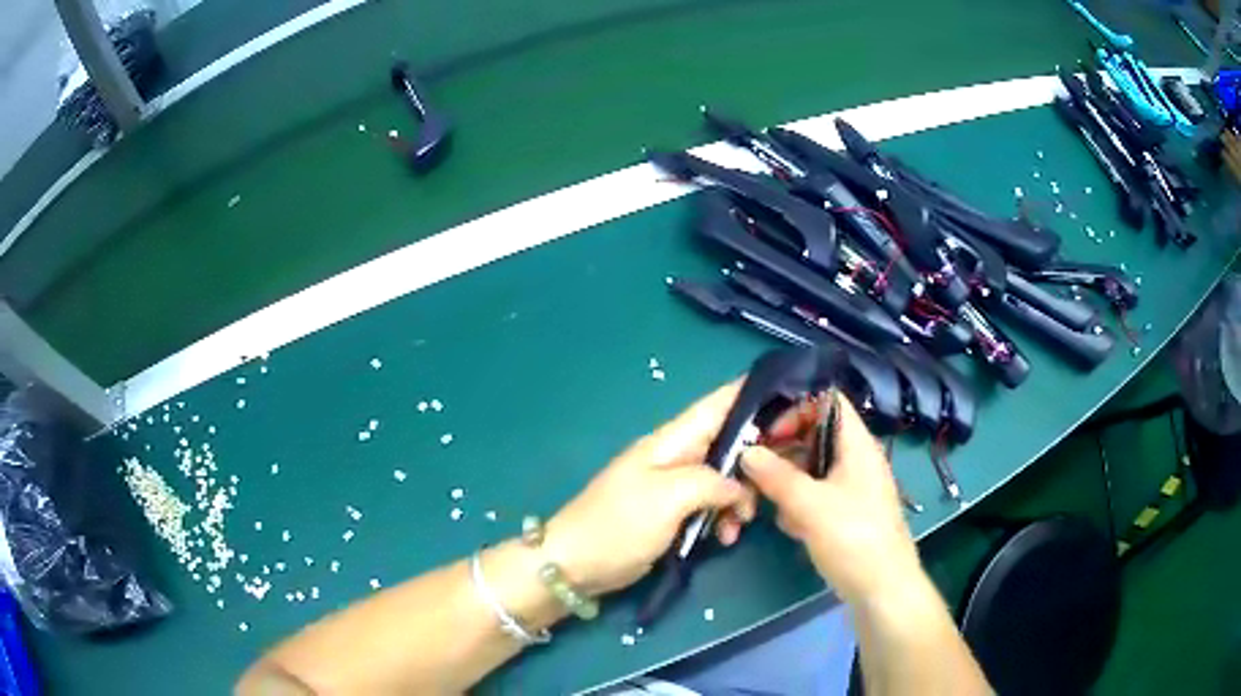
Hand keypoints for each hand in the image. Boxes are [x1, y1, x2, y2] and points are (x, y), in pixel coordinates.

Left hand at [543, 382, 757, 596]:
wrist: (576, 564)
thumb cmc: (619, 525)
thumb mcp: (667, 498)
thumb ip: (710, 483)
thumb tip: (739, 487)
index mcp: (670, 442)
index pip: (715, 406)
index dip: (749, 394)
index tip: (787, 392)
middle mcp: (676, 457)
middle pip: (728, 445)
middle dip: (753, 464)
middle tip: (772, 489)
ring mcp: (674, 487)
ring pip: (723, 480)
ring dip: (739, 500)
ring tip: (740, 526)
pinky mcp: (673, 513)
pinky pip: (710, 506)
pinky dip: (723, 518)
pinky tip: (726, 537)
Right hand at [740, 390, 921, 603]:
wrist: (881, 589)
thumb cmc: (853, 538)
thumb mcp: (810, 505)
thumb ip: (776, 476)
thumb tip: (747, 452)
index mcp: (857, 445)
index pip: (828, 402)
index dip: (797, 408)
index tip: (767, 431)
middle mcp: (854, 460)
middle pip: (814, 436)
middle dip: (782, 450)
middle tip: (752, 468)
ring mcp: (850, 488)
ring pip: (810, 469)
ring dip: (785, 482)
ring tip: (764, 500)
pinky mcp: (843, 514)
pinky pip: (813, 495)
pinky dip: (797, 504)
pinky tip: (787, 525)